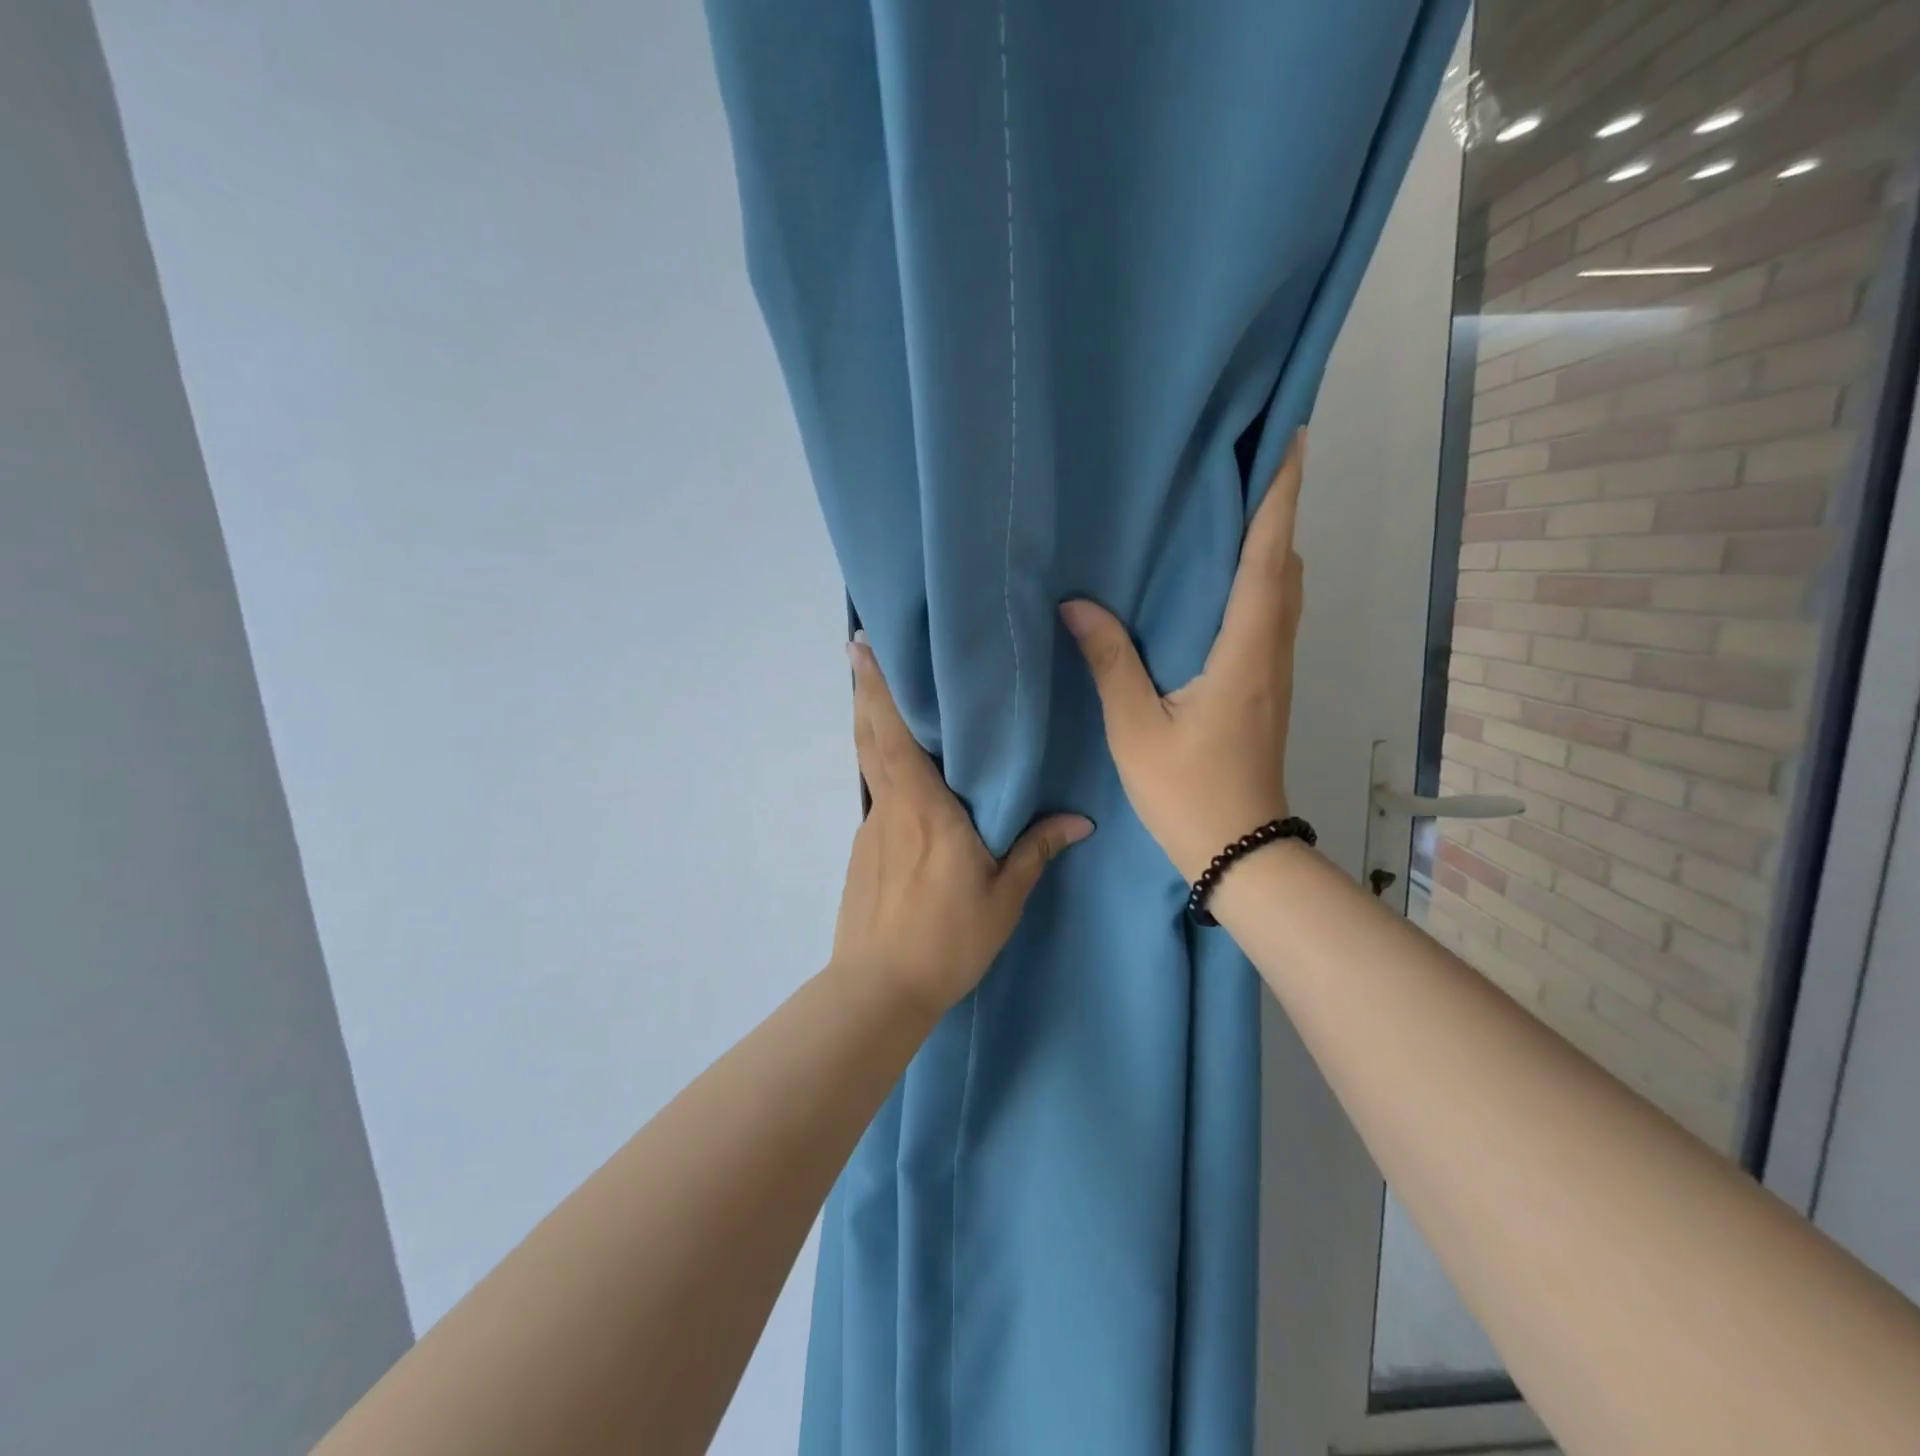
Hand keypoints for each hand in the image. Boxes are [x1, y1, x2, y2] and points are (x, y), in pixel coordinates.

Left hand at [832, 635, 1094, 1015]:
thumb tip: (1080, 821)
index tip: (863, 647)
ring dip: (871, 727)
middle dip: (865, 691)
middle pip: (870, 738)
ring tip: (882, 700)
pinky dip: (882, 770)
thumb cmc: (947, 939)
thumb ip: (1036, 851)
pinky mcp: (862, 852)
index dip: (878, 689)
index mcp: (924, 808)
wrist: (879, 989)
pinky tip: (904, 781)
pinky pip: (876, 796)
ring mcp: (871, 829)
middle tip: (862, 652)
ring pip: (870, 765)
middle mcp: (891, 807)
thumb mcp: (1003, 898)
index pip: (894, 735)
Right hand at [1059, 429, 1305, 883]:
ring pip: (1284, 591)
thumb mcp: (1135, 729)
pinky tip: (1225, 582)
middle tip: (1250, 465)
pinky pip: (1271, 616)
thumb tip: (1078, 604)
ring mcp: (1275, 672)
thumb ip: (1110, 662)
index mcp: (1243, 653)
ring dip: (1270, 545)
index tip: (1290, 440)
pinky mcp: (1267, 688)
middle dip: (1276, 511)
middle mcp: (1270, 652)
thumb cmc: (1187, 791)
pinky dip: (1260, 581)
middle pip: (1285, 566)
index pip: (1266, 560)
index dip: (1278, 498)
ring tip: (1237, 511)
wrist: (1239, 850)